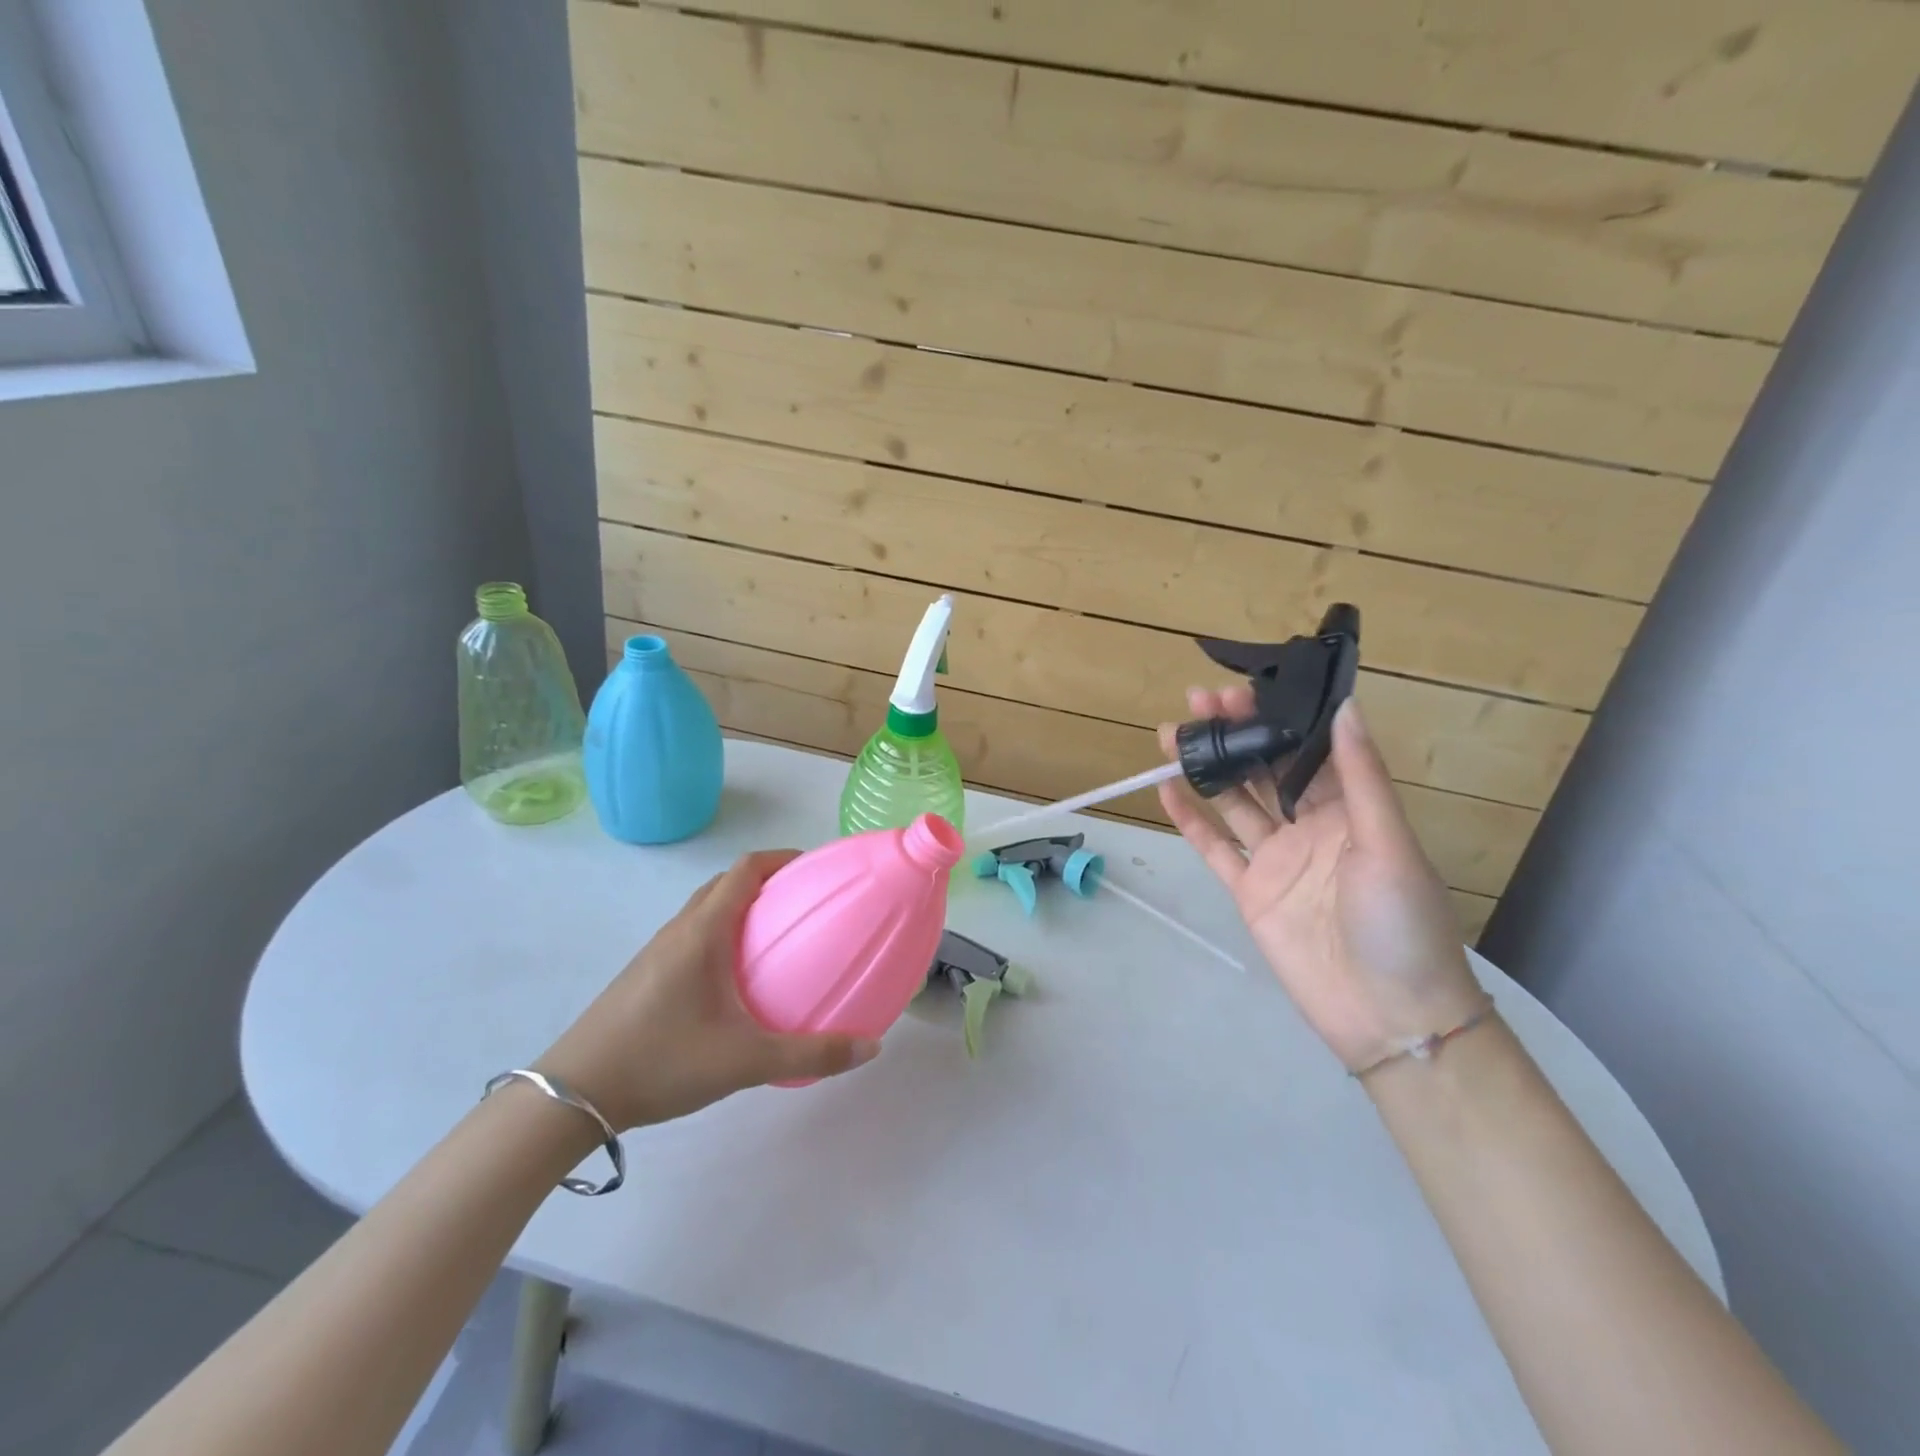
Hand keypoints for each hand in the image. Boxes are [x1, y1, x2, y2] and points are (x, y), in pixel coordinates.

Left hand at [535, 852, 878, 1128]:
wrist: (572, 1095)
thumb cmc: (661, 1061)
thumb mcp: (745, 1061)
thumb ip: (811, 1054)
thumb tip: (871, 1047)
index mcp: (704, 932)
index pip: (746, 869)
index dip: (782, 858)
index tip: (815, 868)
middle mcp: (680, 930)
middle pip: (726, 882)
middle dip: (766, 880)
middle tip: (803, 902)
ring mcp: (657, 952)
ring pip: (705, 908)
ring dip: (740, 906)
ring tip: (776, 936)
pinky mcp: (645, 975)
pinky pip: (692, 934)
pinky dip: (720, 932)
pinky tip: (735, 978)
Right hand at [1158, 693, 1482, 1070]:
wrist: (1388, 1015)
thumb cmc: (1401, 922)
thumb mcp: (1389, 842)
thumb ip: (1360, 776)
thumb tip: (1344, 705)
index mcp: (1350, 809)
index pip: (1306, 749)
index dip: (1276, 717)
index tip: (1243, 690)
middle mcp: (1309, 826)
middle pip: (1263, 769)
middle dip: (1233, 733)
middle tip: (1196, 701)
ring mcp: (1275, 859)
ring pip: (1233, 802)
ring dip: (1205, 768)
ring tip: (1170, 734)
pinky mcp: (1249, 891)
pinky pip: (1215, 849)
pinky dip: (1190, 821)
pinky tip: (1167, 790)